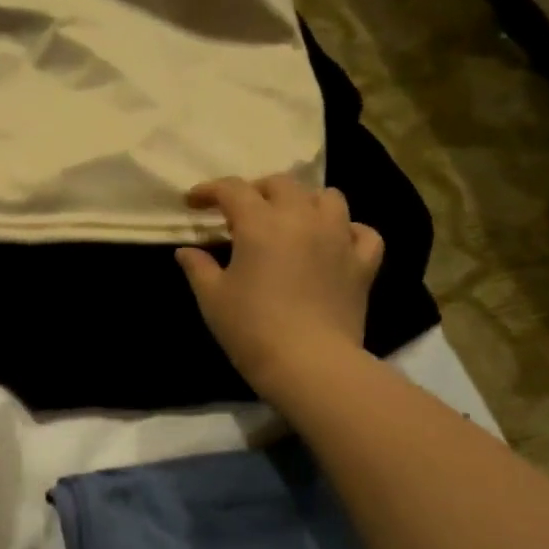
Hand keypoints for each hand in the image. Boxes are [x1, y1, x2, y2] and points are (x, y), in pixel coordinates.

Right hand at [175, 176, 383, 405]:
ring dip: (305, 201)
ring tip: (291, 219)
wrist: (309, 363)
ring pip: (328, 198)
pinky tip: (335, 242)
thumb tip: (186, 251)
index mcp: (260, 224)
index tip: (194, 202)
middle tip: (241, 211)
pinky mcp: (363, 263)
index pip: (232, 190)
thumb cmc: (251, 329)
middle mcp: (302, 218)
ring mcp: (339, 237)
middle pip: (282, 184)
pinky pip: (363, 232)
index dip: (209, 191)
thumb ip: (198, 268)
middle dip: (257, 190)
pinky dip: (348, 230)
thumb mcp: (212, 299)